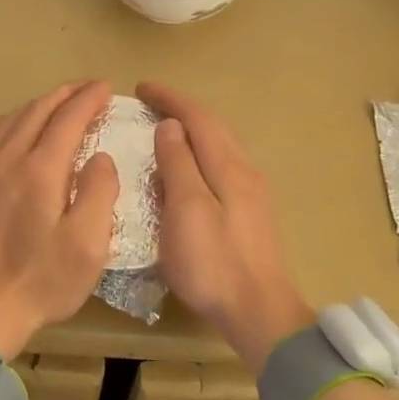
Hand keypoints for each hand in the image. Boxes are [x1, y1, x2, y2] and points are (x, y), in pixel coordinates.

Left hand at [0, 80, 118, 360]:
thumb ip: (99, 192)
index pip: (67, 119)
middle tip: (89, 88)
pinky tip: (25, 131)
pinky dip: (18, 121)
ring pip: (12, 120)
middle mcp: (8, 160)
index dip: (89, 99)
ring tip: (60, 102)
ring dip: (40, 104)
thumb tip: (100, 157)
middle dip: (66, 94)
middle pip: (37, 111)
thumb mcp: (88, 244)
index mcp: (40, 171)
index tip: (108, 87)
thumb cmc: (42, 281)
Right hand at [138, 81, 311, 374]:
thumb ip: (178, 164)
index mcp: (228, 166)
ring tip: (162, 132)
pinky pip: (220, 167)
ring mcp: (250, 193)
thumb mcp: (186, 210)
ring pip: (219, 147)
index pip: (198, 117)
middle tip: (149, 105)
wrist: (258, 311)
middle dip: (181, 110)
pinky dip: (198, 155)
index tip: (140, 88)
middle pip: (213, 128)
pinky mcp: (249, 213)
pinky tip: (184, 172)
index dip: (170, 98)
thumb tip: (171, 126)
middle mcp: (244, 171)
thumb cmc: (214, 261)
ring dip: (191, 132)